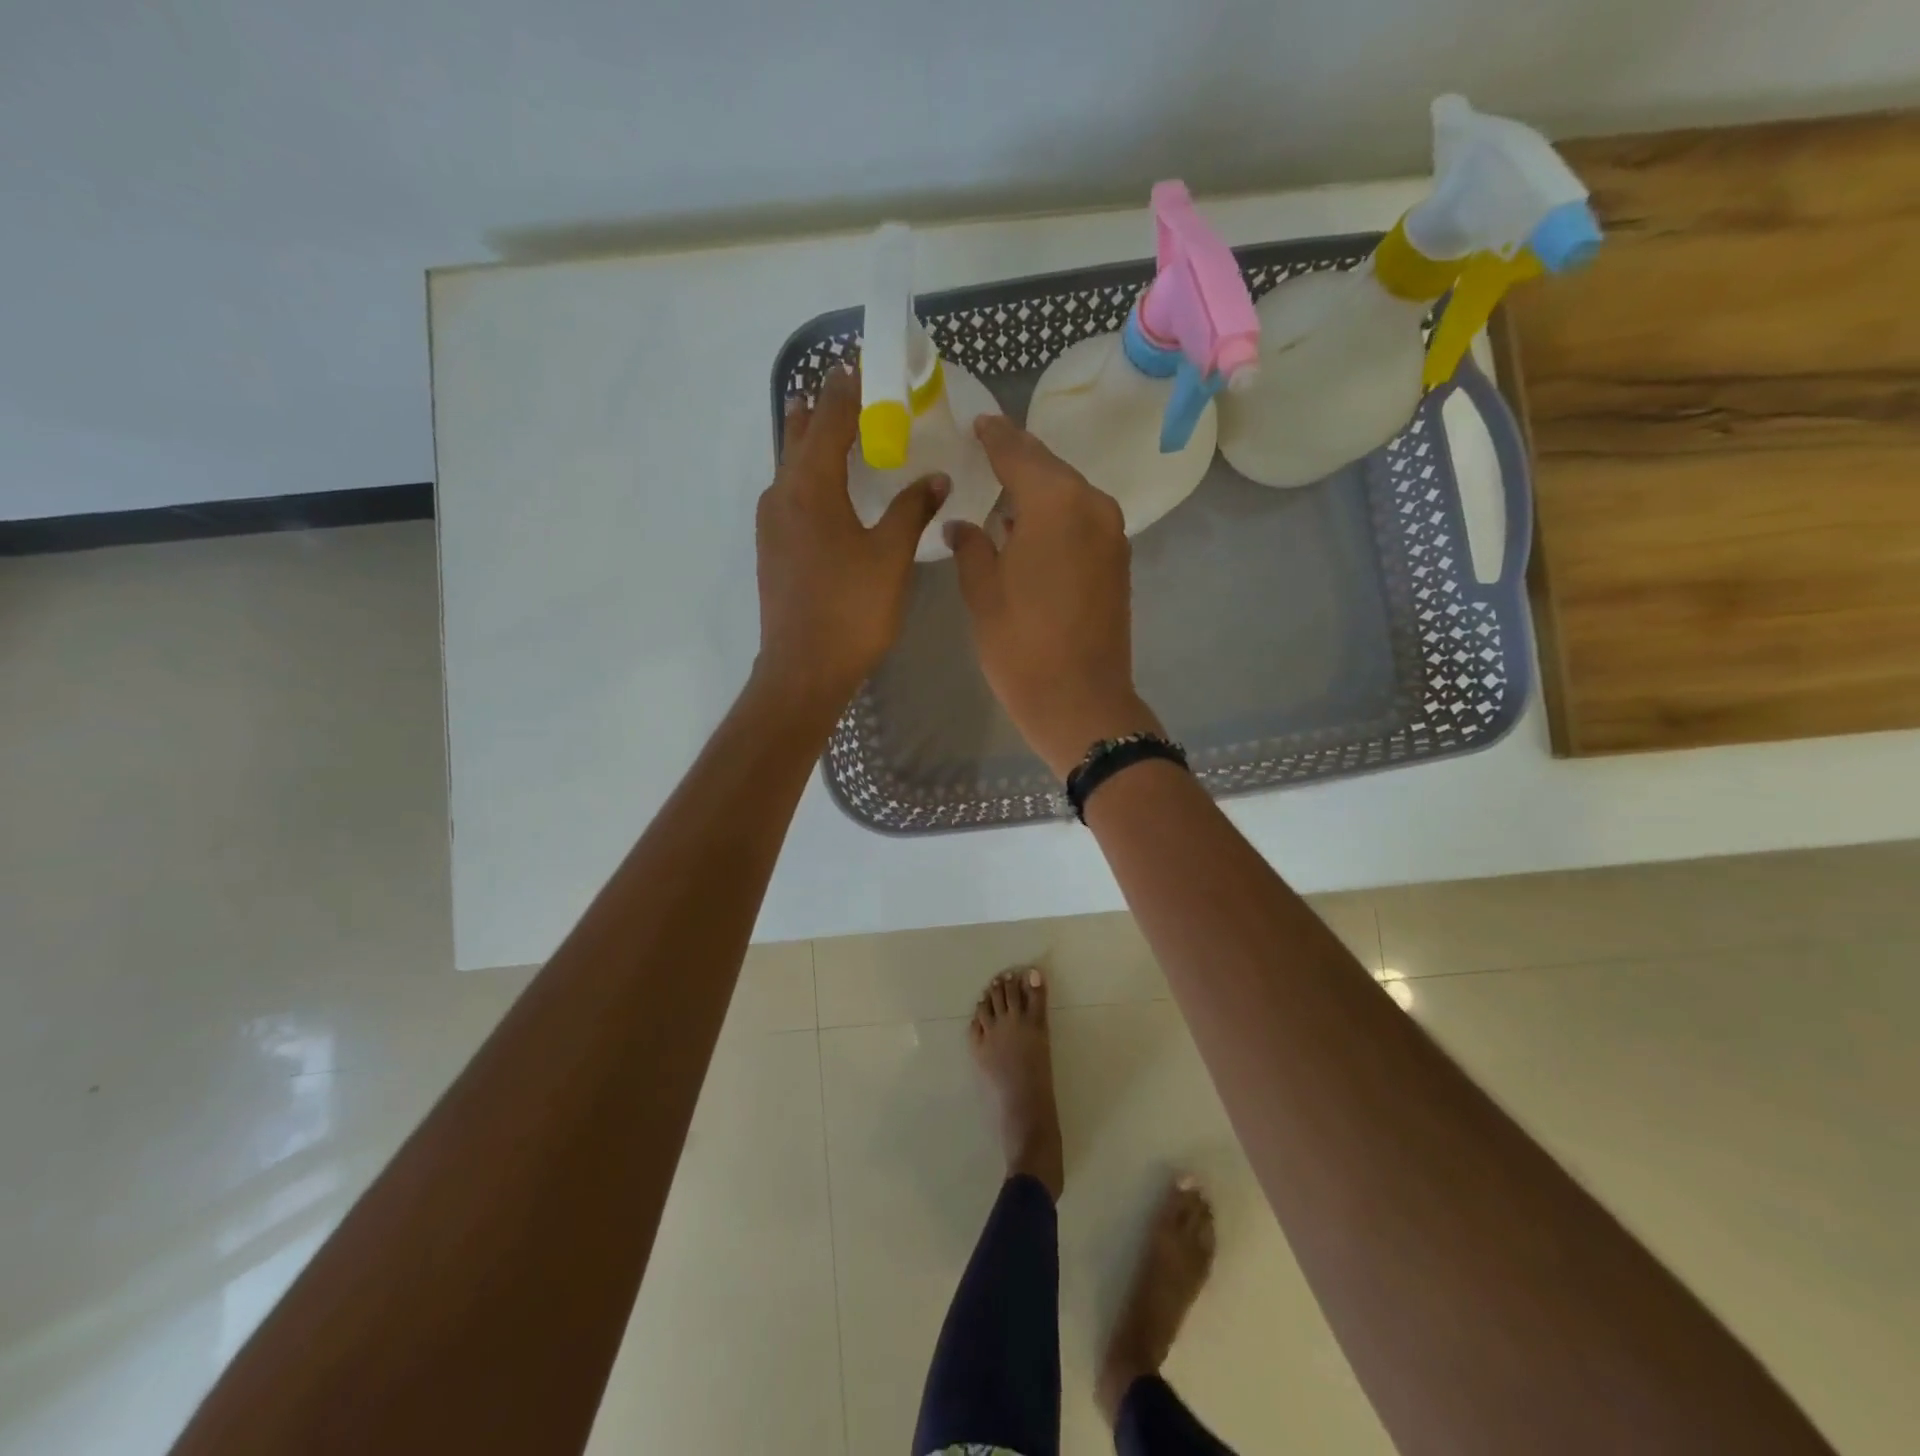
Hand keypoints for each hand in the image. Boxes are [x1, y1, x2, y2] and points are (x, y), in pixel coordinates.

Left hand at [754, 366, 949, 717]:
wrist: (803, 669)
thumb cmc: (851, 610)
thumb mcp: (890, 557)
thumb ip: (912, 510)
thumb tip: (936, 477)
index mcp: (810, 486)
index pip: (830, 417)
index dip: (851, 387)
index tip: (869, 364)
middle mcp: (782, 493)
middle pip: (802, 432)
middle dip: (829, 407)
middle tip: (861, 394)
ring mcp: (771, 522)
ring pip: (792, 464)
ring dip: (817, 441)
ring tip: (846, 432)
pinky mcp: (773, 547)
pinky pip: (791, 492)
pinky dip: (812, 475)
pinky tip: (835, 491)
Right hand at [946, 415, 1164, 777]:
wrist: (1080, 700)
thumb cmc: (1021, 646)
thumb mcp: (983, 593)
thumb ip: (971, 547)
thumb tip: (964, 525)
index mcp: (1056, 504)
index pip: (1019, 454)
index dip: (995, 437)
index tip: (979, 422)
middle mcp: (1092, 507)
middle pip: (1050, 469)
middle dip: (1018, 458)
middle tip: (987, 446)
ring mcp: (1112, 535)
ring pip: (1069, 495)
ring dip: (1038, 489)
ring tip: (1003, 487)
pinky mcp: (1117, 561)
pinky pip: (1082, 521)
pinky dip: (1056, 515)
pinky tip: (1030, 526)